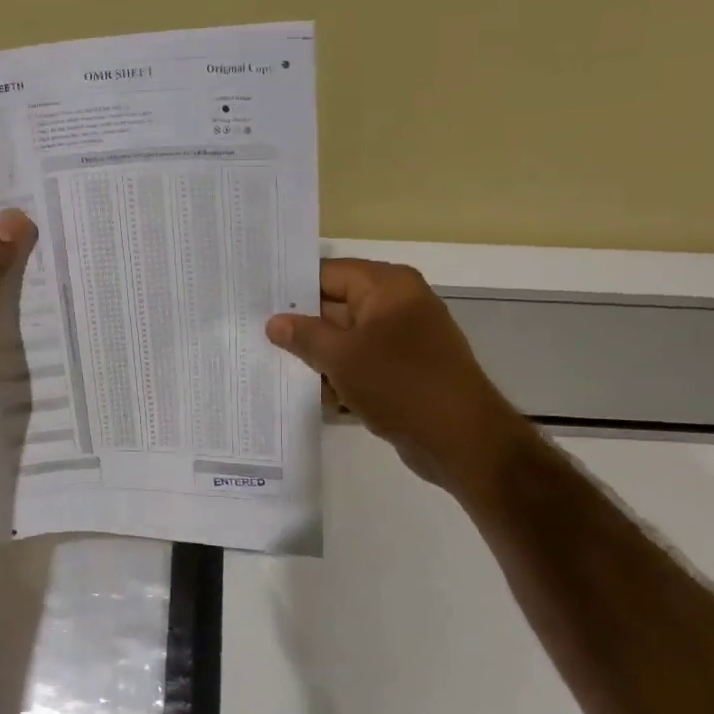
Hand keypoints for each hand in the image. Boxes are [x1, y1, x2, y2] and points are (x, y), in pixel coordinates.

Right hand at [265, 258, 530, 495]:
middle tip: (252, 333)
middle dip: (299, 325)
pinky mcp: (402, 373)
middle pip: (335, 306)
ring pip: (345, 340)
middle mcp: (397, 306)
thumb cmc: (400, 384)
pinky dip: (336, 377)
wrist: (460, 439)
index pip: (328, 274)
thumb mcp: (342, 357)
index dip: (291, 286)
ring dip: (315, 356)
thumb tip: (274, 322)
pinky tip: (303, 393)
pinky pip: (359, 365)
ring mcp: (401, 341)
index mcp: (388, 287)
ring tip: (268, 364)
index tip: (254, 298)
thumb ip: (304, 336)